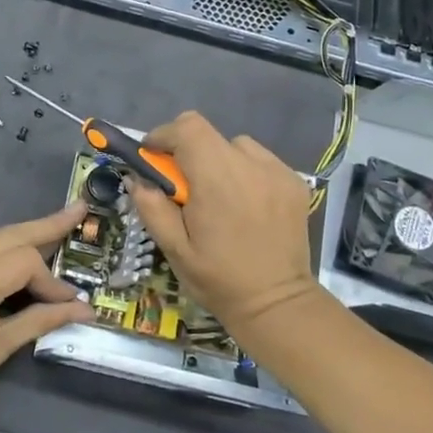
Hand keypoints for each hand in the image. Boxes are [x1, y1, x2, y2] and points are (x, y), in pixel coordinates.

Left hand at [0, 205, 94, 432]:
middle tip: (77, 210)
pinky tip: (10, 267)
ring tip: (53, 232)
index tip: (70, 303)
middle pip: (5, 236)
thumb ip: (41, 320)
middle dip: (44, 225)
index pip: (22, 261)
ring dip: (18, 244)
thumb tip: (83, 309)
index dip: (50, 280)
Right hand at [127, 112, 318, 341]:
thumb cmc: (218, 279)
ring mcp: (277, 172)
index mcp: (216, 180)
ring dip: (219, 160)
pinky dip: (245, 171)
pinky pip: (261, 161)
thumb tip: (137, 178)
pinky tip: (245, 203)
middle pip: (209, 133)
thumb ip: (152, 207)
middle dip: (188, 151)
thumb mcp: (174, 249)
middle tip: (183, 185)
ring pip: (236, 146)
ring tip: (217, 196)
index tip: (153, 157)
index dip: (165, 135)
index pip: (188, 128)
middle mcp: (250, 166)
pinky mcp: (295, 182)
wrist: (277, 304)